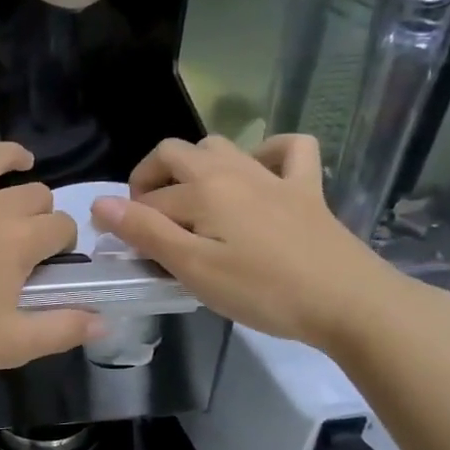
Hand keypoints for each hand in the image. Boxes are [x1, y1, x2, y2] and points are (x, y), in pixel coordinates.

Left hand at [0, 138, 99, 377]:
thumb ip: (61, 330)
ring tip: (20, 162)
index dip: (63, 240)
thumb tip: (104, 318)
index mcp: (18, 242)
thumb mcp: (9, 345)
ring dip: (14, 159)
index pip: (60, 226)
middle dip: (40, 209)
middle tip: (25, 231)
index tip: (51, 257)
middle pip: (33, 192)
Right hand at [92, 134, 412, 351]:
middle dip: (149, 179)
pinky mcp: (307, 189)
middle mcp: (232, 170)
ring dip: (195, 165)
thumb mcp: (193, 268)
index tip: (124, 250)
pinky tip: (258, 173)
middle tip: (148, 220)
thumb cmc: (263, 291)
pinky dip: (267, 152)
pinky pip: (288, 150)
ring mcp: (272, 175)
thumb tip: (100, 202)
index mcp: (202, 189)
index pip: (147, 200)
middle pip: (174, 154)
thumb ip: (145, 232)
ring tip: (191, 201)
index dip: (127, 221)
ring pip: (220, 146)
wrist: (349, 303)